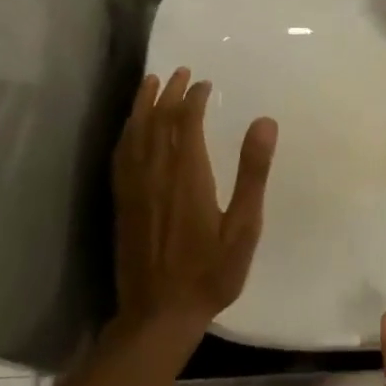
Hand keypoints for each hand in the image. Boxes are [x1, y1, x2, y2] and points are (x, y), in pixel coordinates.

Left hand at [111, 69, 277, 341]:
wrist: (158, 313)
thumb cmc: (210, 272)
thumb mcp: (244, 226)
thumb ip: (253, 173)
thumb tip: (264, 121)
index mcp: (188, 174)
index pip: (187, 121)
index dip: (194, 98)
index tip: (205, 83)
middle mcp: (156, 173)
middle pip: (158, 120)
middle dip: (169, 93)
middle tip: (180, 72)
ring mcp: (134, 188)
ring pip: (135, 133)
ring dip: (143, 105)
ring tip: (150, 82)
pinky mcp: (122, 202)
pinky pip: (121, 155)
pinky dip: (127, 132)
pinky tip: (130, 128)